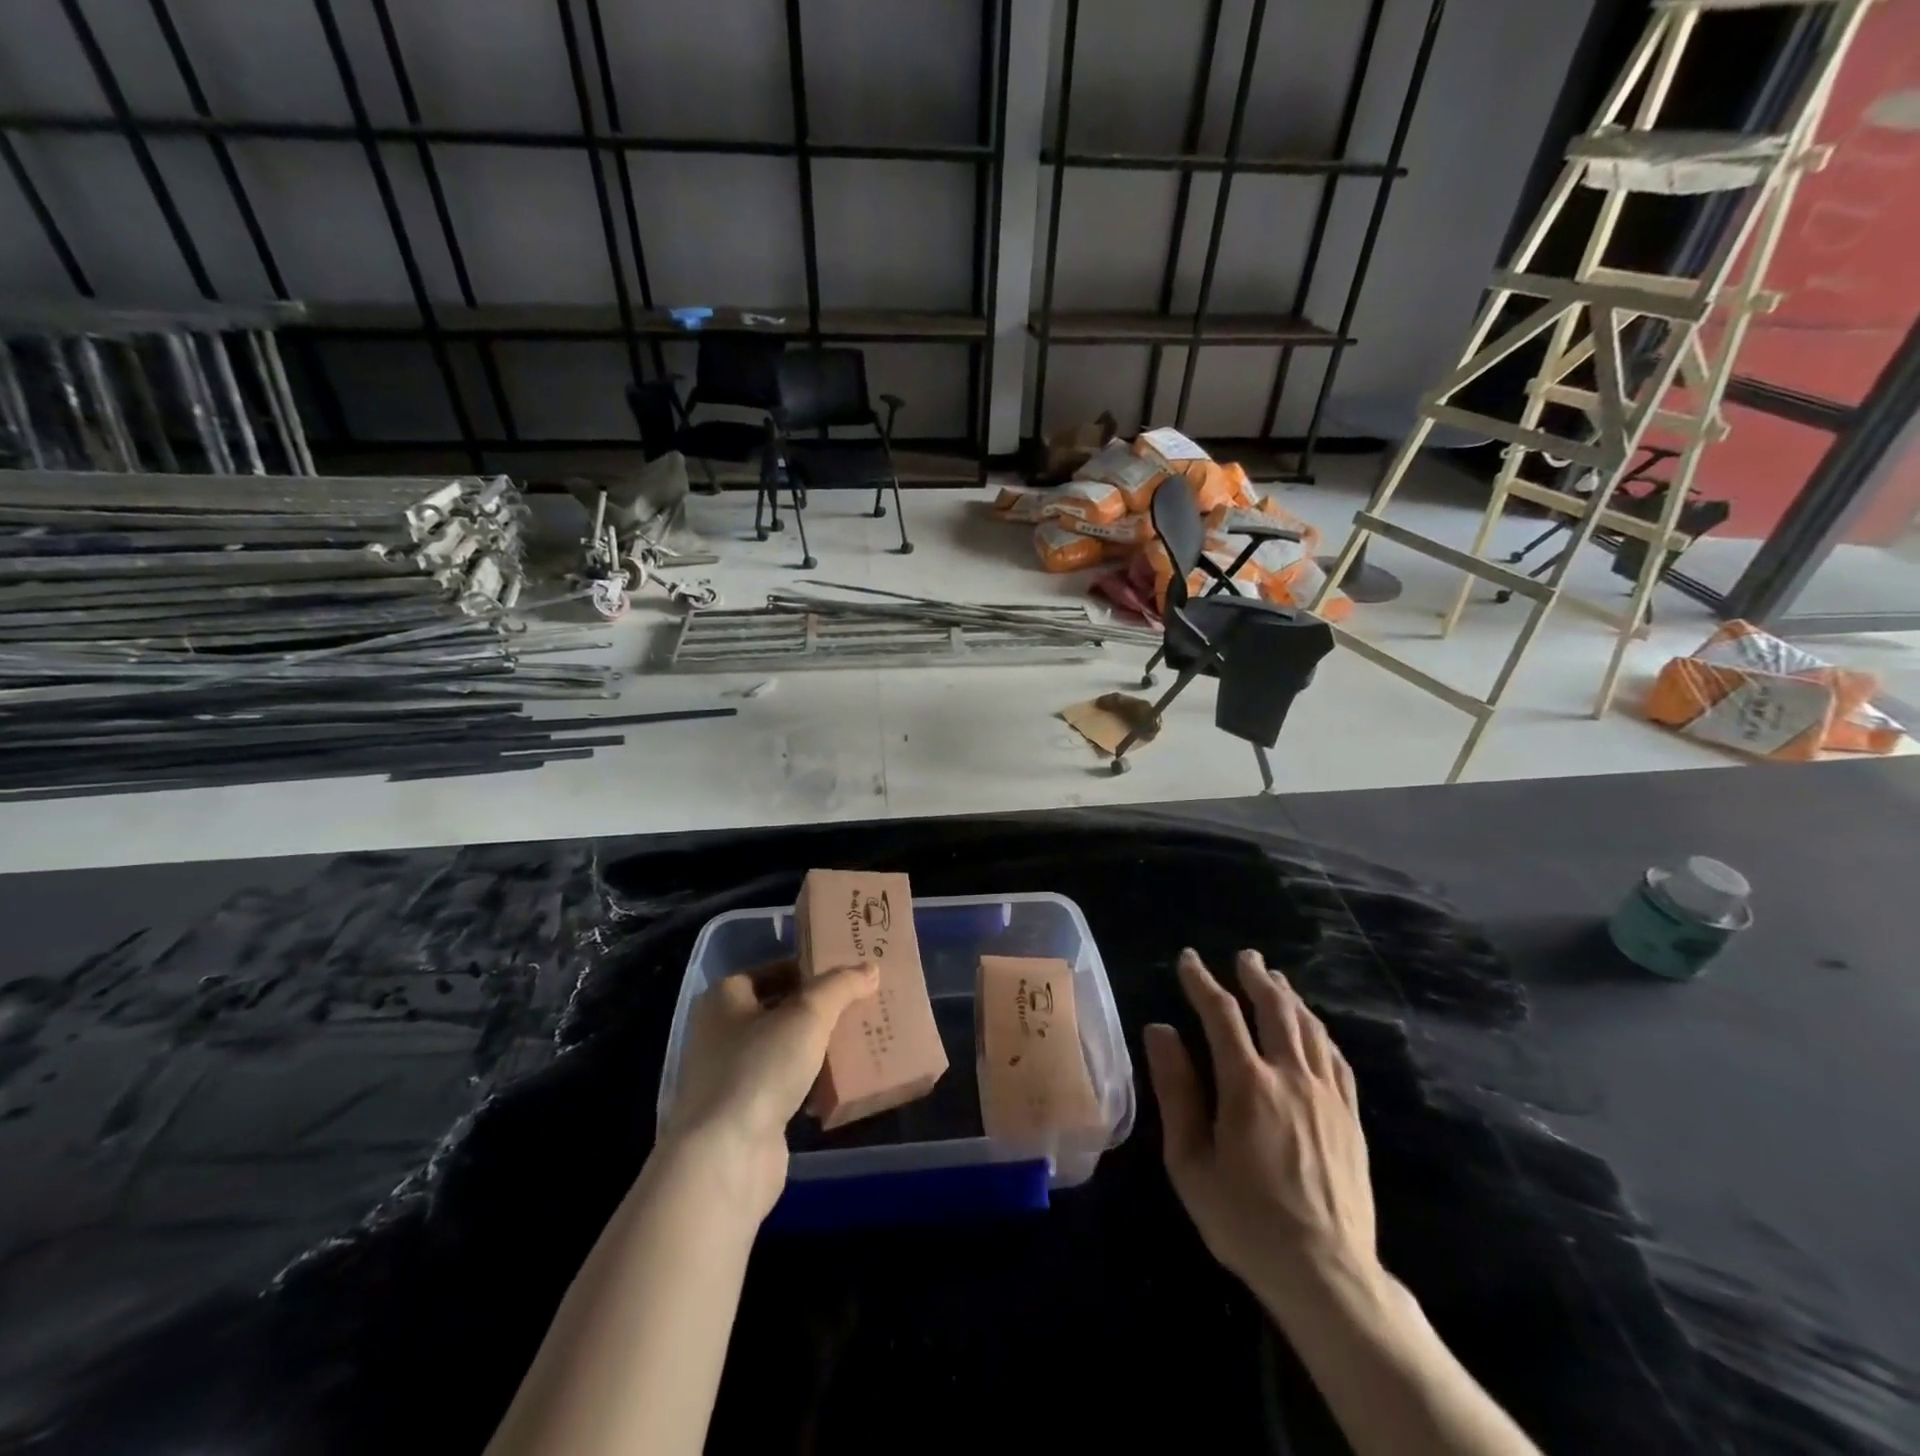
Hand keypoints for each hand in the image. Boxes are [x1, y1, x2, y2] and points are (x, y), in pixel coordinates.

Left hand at [662, 960, 879, 1219]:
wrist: (726, 1158)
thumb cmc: (760, 1068)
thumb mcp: (808, 1014)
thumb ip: (840, 986)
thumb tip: (870, 967)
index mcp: (723, 998)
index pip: (772, 970)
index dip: (809, 969)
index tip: (847, 973)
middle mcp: (720, 1033)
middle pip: (779, 1010)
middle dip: (819, 1010)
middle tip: (861, 1003)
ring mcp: (730, 1077)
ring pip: (783, 1050)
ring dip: (817, 1047)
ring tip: (860, 1039)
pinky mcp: (744, 1115)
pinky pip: (785, 1086)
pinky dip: (811, 1083)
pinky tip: (841, 1084)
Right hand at [1144, 948, 1379, 1320]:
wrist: (1327, 1275)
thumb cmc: (1245, 1221)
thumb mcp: (1190, 1161)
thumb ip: (1175, 1090)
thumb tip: (1159, 1031)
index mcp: (1247, 1085)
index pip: (1221, 1014)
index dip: (1202, 982)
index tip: (1188, 960)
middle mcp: (1290, 1077)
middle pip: (1274, 1009)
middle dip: (1255, 977)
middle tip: (1244, 956)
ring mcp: (1327, 1096)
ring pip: (1309, 1028)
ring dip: (1289, 997)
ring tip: (1275, 979)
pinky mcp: (1350, 1118)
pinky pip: (1337, 1060)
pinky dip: (1320, 1033)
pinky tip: (1314, 1029)